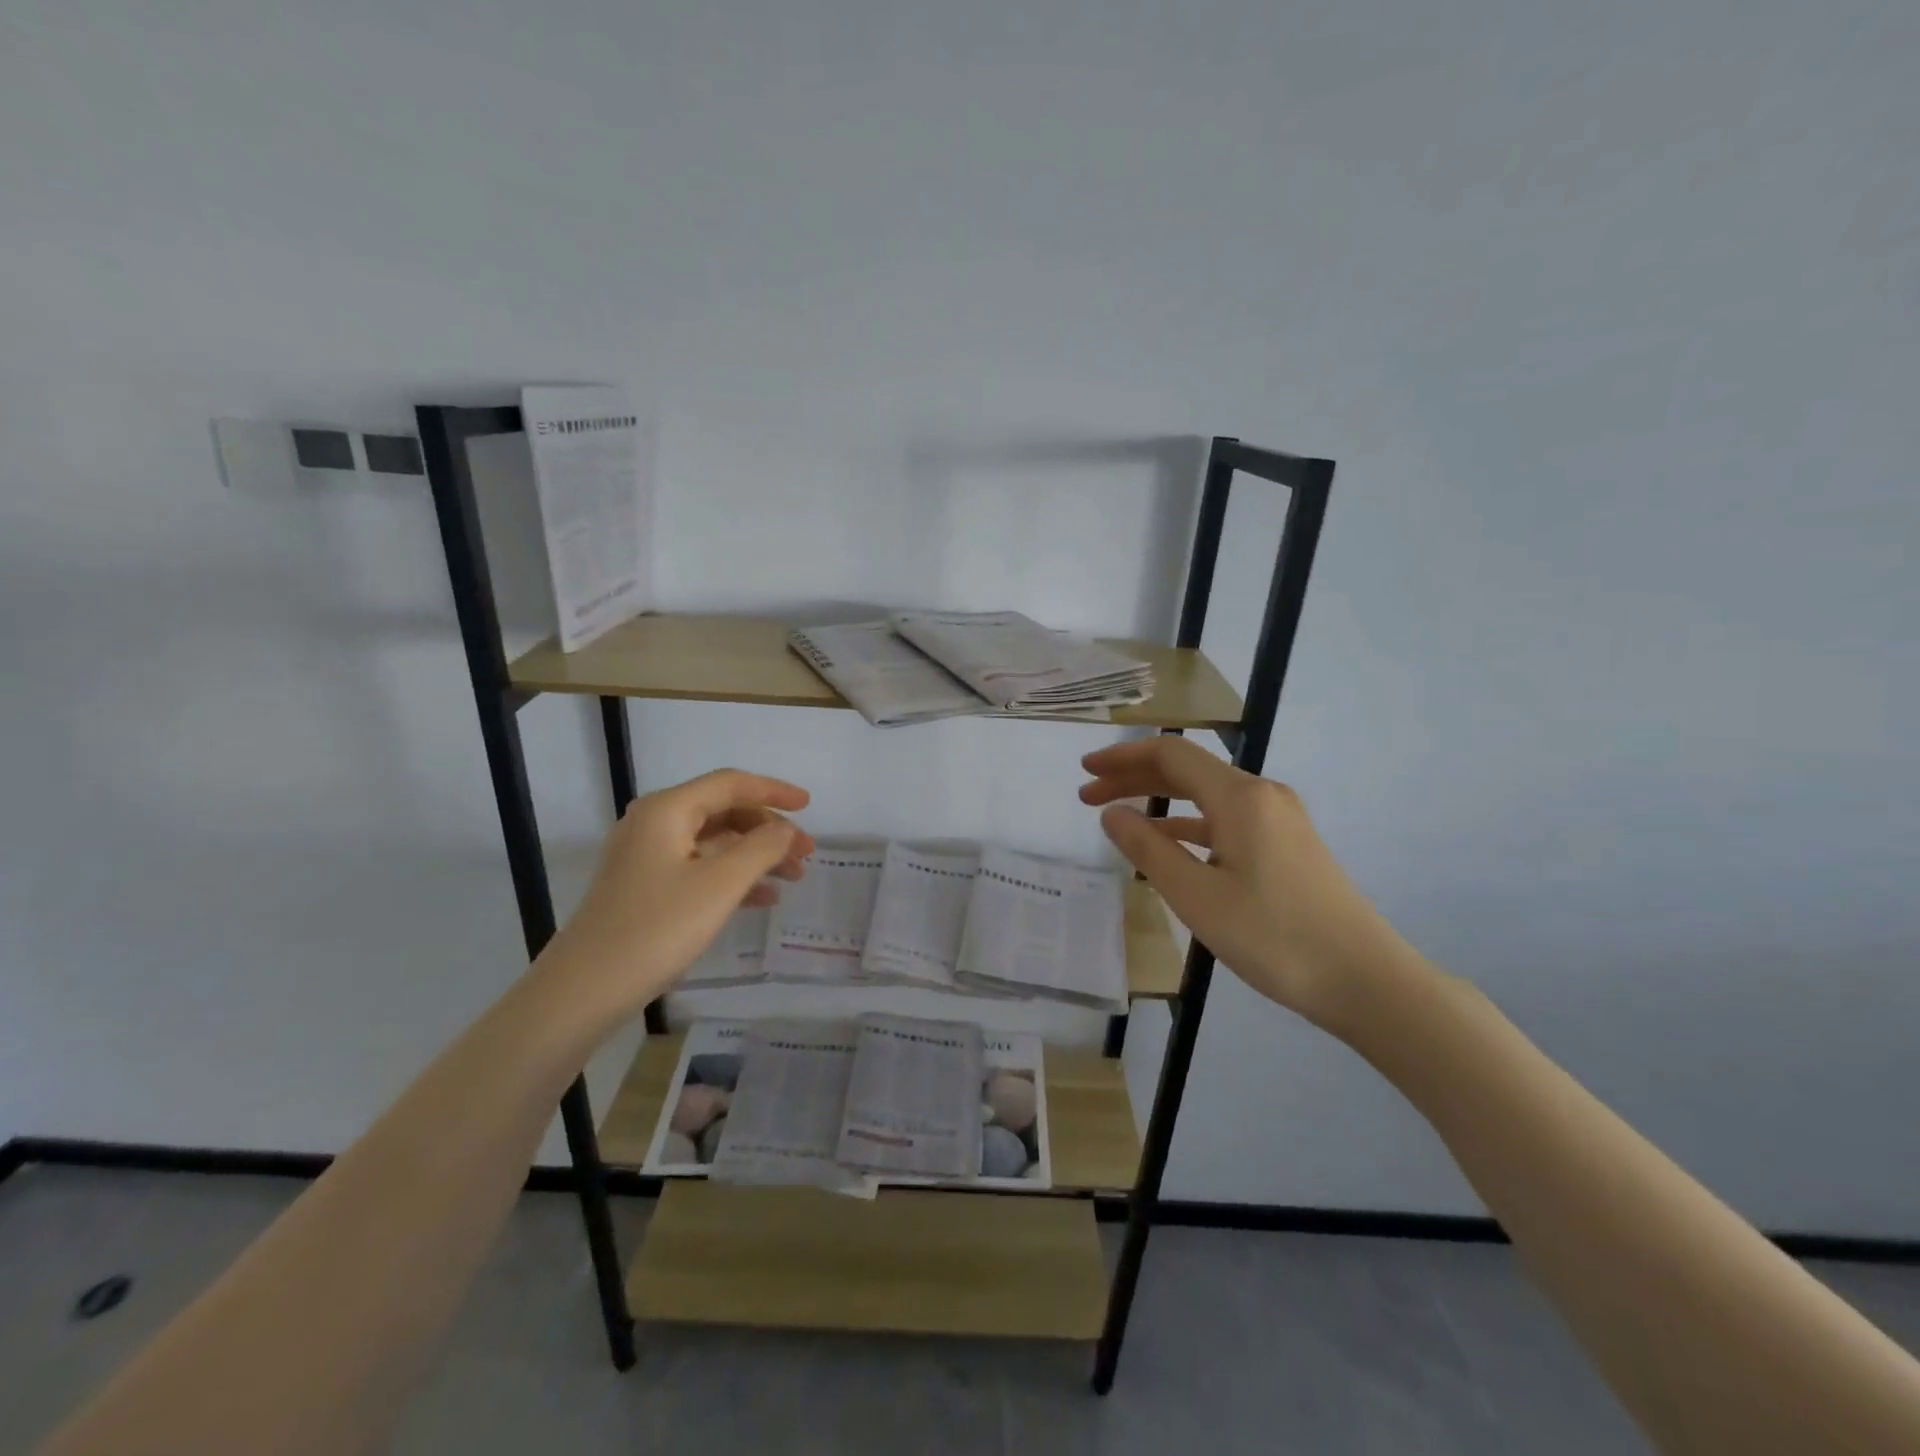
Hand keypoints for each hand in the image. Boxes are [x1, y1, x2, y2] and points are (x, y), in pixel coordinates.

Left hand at [544, 769, 813, 1021]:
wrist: (583, 991)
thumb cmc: (657, 928)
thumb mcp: (720, 885)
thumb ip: (762, 849)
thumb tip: (785, 830)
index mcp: (668, 809)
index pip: (731, 784)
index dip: (774, 791)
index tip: (809, 806)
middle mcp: (654, 823)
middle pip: (723, 811)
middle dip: (768, 829)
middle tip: (806, 853)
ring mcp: (645, 856)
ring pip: (713, 842)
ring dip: (755, 855)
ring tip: (793, 877)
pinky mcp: (644, 887)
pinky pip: (698, 867)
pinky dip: (732, 876)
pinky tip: (763, 898)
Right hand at [1079, 737, 1421, 1037]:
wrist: (1366, 980)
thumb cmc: (1274, 937)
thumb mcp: (1196, 896)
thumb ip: (1148, 849)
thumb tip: (1112, 813)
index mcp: (1239, 796)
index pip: (1170, 755)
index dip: (1122, 758)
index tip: (1084, 773)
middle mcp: (1261, 794)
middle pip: (1186, 770)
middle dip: (1133, 777)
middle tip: (1087, 795)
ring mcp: (1279, 818)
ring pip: (1205, 795)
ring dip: (1158, 800)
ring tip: (1117, 817)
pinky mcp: (1287, 844)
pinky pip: (1225, 819)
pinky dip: (1188, 822)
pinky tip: (1167, 842)